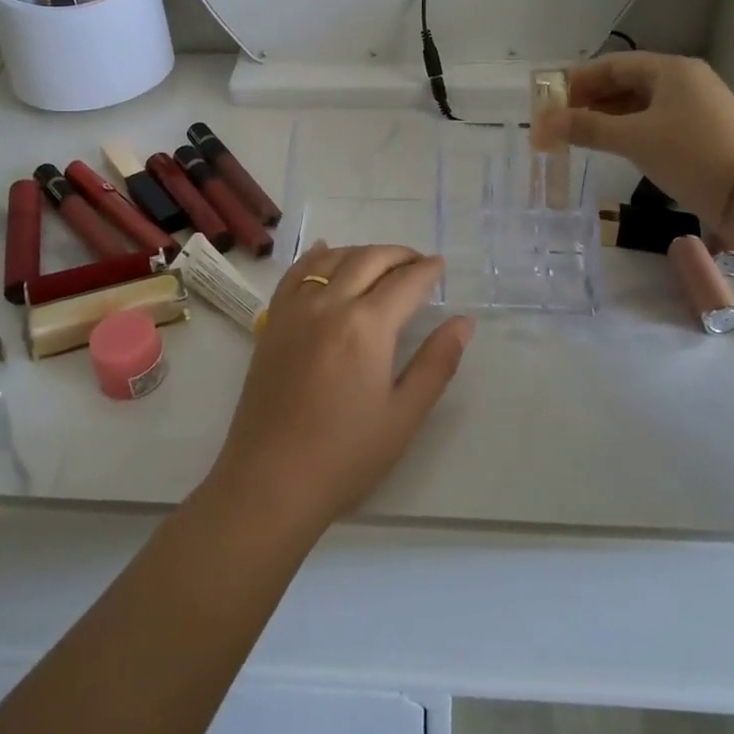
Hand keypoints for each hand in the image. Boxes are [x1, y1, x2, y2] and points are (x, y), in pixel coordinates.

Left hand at [207, 244, 473, 532]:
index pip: (405, 282)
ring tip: (382, 262)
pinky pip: (294, 274)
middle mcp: (329, 304)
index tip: (441, 267)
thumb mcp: (403, 415)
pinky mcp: (272, 322)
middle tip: (419, 263)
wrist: (270, 481)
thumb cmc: (346, 455)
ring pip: (332, 259)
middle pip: (369, 259)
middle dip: (399, 255)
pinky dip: (314, 256)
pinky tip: (325, 251)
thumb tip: (463, 322)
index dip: (428, 271)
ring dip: (362, 252)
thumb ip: (436, 363)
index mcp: (366, 326)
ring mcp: (295, 310)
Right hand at [532, 52, 733, 222]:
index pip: (614, 65)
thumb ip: (587, 128)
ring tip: (580, 135)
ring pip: (641, 104)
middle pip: (628, 82)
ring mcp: (697, 106)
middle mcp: (686, 80)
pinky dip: (630, 129)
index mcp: (671, 69)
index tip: (551, 99)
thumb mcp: (633, 139)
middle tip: (561, 120)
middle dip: (591, 99)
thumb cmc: (690, 154)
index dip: (579, 80)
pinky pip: (656, 121)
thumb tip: (543, 122)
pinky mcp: (703, 132)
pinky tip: (613, 145)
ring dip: (609, 116)